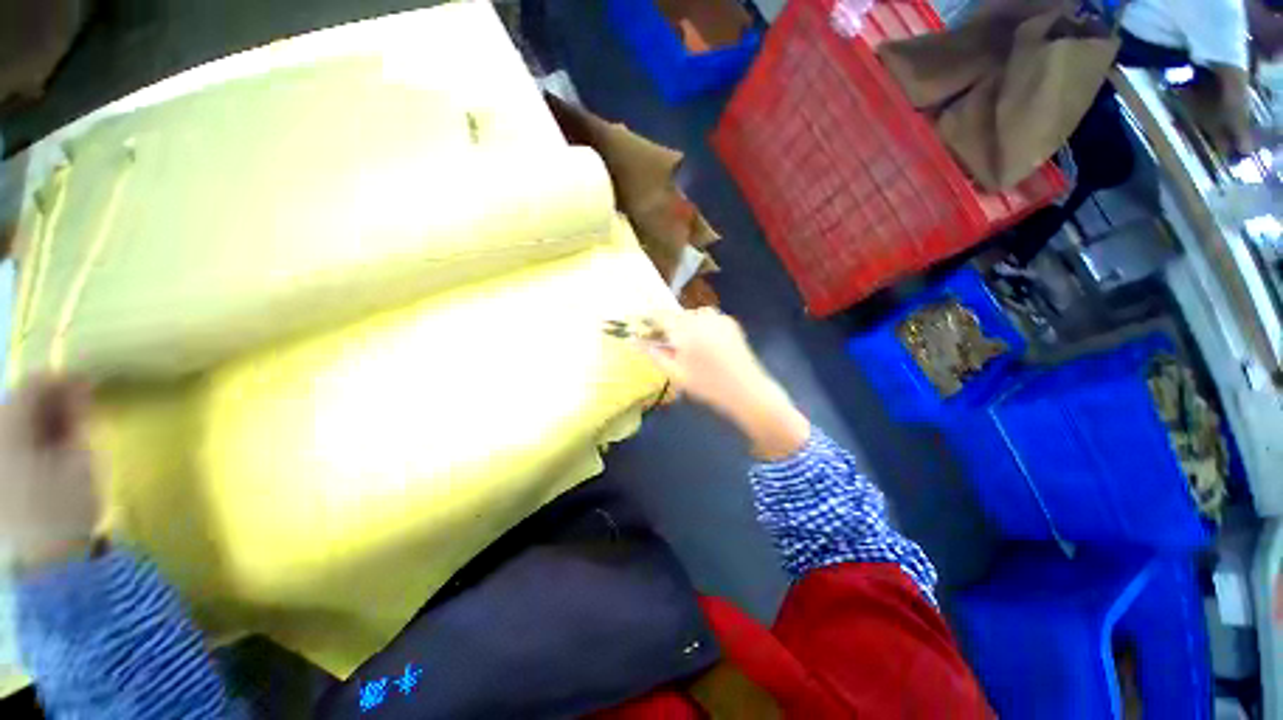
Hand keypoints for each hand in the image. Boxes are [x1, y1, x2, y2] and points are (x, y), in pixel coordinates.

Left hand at [0, 377, 100, 571]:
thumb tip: (78, 387)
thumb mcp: (80, 459)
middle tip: (78, 409)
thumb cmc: (66, 507)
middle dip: (46, 402)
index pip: (32, 385)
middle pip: (15, 404)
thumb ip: (75, 419)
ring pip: (9, 425)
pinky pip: (7, 445)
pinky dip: (25, 441)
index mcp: (8, 429)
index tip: (88, 383)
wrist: (48, 564)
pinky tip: (43, 453)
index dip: (61, 379)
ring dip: (35, 422)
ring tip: (62, 432)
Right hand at [642, 309, 809, 459]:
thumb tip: (634, 341)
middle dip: (669, 326)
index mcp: (684, 330)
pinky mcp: (730, 322)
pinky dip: (702, 325)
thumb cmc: (707, 385)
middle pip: (677, 315)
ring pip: (692, 315)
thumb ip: (654, 354)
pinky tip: (705, 343)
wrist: (746, 390)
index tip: (641, 325)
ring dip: (686, 325)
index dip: (649, 319)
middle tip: (667, 343)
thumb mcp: (675, 373)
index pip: (660, 316)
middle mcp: (700, 317)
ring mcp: (717, 318)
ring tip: (688, 345)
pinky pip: (708, 318)